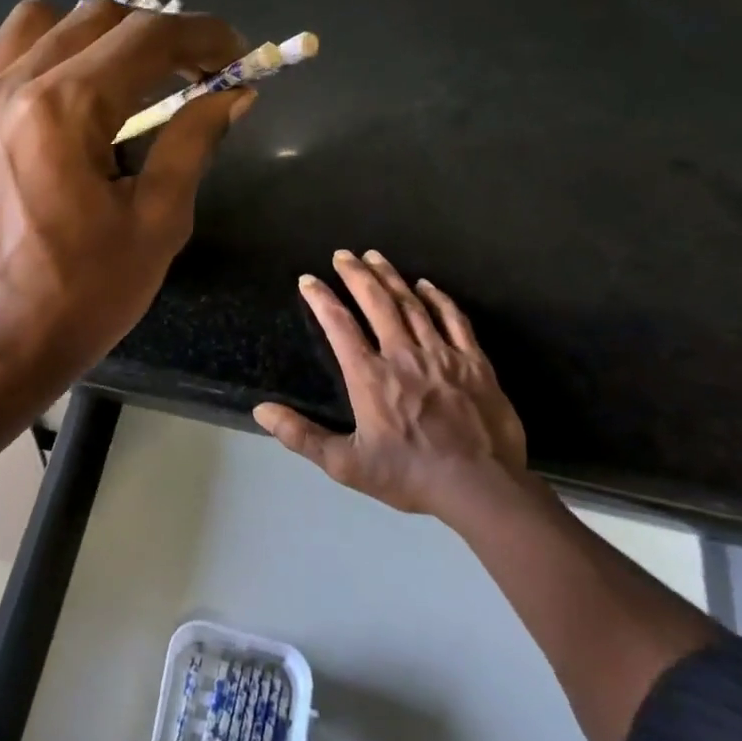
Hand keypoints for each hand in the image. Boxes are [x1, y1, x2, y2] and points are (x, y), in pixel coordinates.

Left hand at [0, 0, 253, 406]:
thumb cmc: (84, 297)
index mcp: (64, 110)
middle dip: (156, 36)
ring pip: (34, 22)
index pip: (146, 38)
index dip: (203, 35)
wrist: (0, 343)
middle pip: (95, 19)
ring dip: (88, 35)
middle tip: (191, 75)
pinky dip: (13, 57)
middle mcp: (10, 87)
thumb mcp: (157, 225)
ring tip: (116, 80)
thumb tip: (232, 94)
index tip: (236, 54)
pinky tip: (37, 91)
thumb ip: (192, 144)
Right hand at [254, 249, 526, 521]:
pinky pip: (454, 319)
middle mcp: (403, 355)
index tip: (308, 280)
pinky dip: (438, 298)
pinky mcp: (474, 362)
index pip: (339, 325)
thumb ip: (301, 436)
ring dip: (391, 277)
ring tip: (376, 257)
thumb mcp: (345, 464)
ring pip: (412, 304)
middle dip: (356, 275)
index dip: (321, 298)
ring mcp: (442, 355)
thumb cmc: (409, 475)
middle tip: (343, 254)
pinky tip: (426, 285)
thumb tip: (261, 410)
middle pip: (376, 303)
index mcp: (369, 377)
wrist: (480, 486)